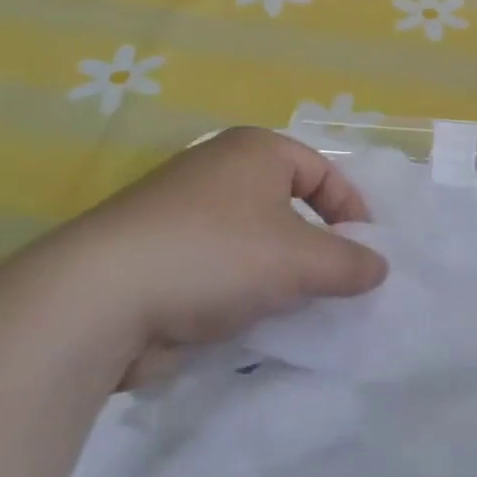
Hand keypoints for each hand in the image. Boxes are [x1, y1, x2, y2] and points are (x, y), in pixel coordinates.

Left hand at [30, 127, 386, 384]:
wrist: (99, 300)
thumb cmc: (215, 256)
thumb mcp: (300, 259)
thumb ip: (349, 263)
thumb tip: (378, 268)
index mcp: (254, 150)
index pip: (323, 171)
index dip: (352, 210)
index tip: (366, 255)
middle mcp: (219, 171)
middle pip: (289, 207)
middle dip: (316, 249)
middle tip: (335, 287)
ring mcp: (184, 214)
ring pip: (255, 244)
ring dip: (279, 278)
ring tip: (296, 312)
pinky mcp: (160, 257)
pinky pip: (221, 270)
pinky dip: (242, 295)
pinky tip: (251, 326)